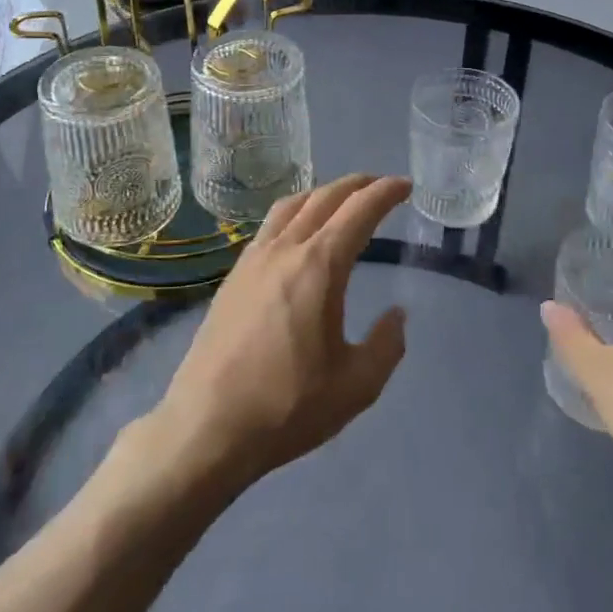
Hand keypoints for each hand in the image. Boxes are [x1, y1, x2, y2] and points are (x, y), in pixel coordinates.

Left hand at [148, 174, 411, 490]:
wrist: (207, 426)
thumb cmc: (288, 407)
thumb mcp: (356, 386)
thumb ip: (387, 345)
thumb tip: (397, 315)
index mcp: (319, 266)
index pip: (359, 211)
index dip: (385, 193)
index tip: (405, 185)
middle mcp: (285, 250)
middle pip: (324, 198)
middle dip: (357, 185)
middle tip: (380, 186)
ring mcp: (253, 260)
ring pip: (291, 205)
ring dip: (322, 193)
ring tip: (341, 200)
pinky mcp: (233, 276)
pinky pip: (270, 225)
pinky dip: (294, 212)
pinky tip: (298, 233)